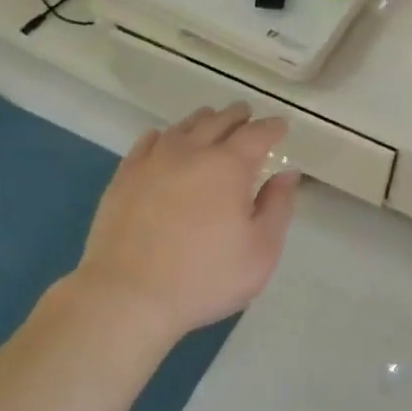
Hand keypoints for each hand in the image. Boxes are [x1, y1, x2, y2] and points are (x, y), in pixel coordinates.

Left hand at [76, 104, 299, 341]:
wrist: (128, 295)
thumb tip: (287, 174)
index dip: (272, 128)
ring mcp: (152, 162)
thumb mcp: (261, 251)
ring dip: (202, 121)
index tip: (281, 127)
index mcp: (229, 167)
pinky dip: (164, 136)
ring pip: (182, 128)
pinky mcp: (124, 178)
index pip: (256, 134)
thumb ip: (278, 207)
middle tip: (246, 115)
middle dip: (236, 116)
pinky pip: (147, 143)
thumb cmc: (205, 277)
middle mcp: (191, 153)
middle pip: (217, 121)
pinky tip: (163, 140)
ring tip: (210, 121)